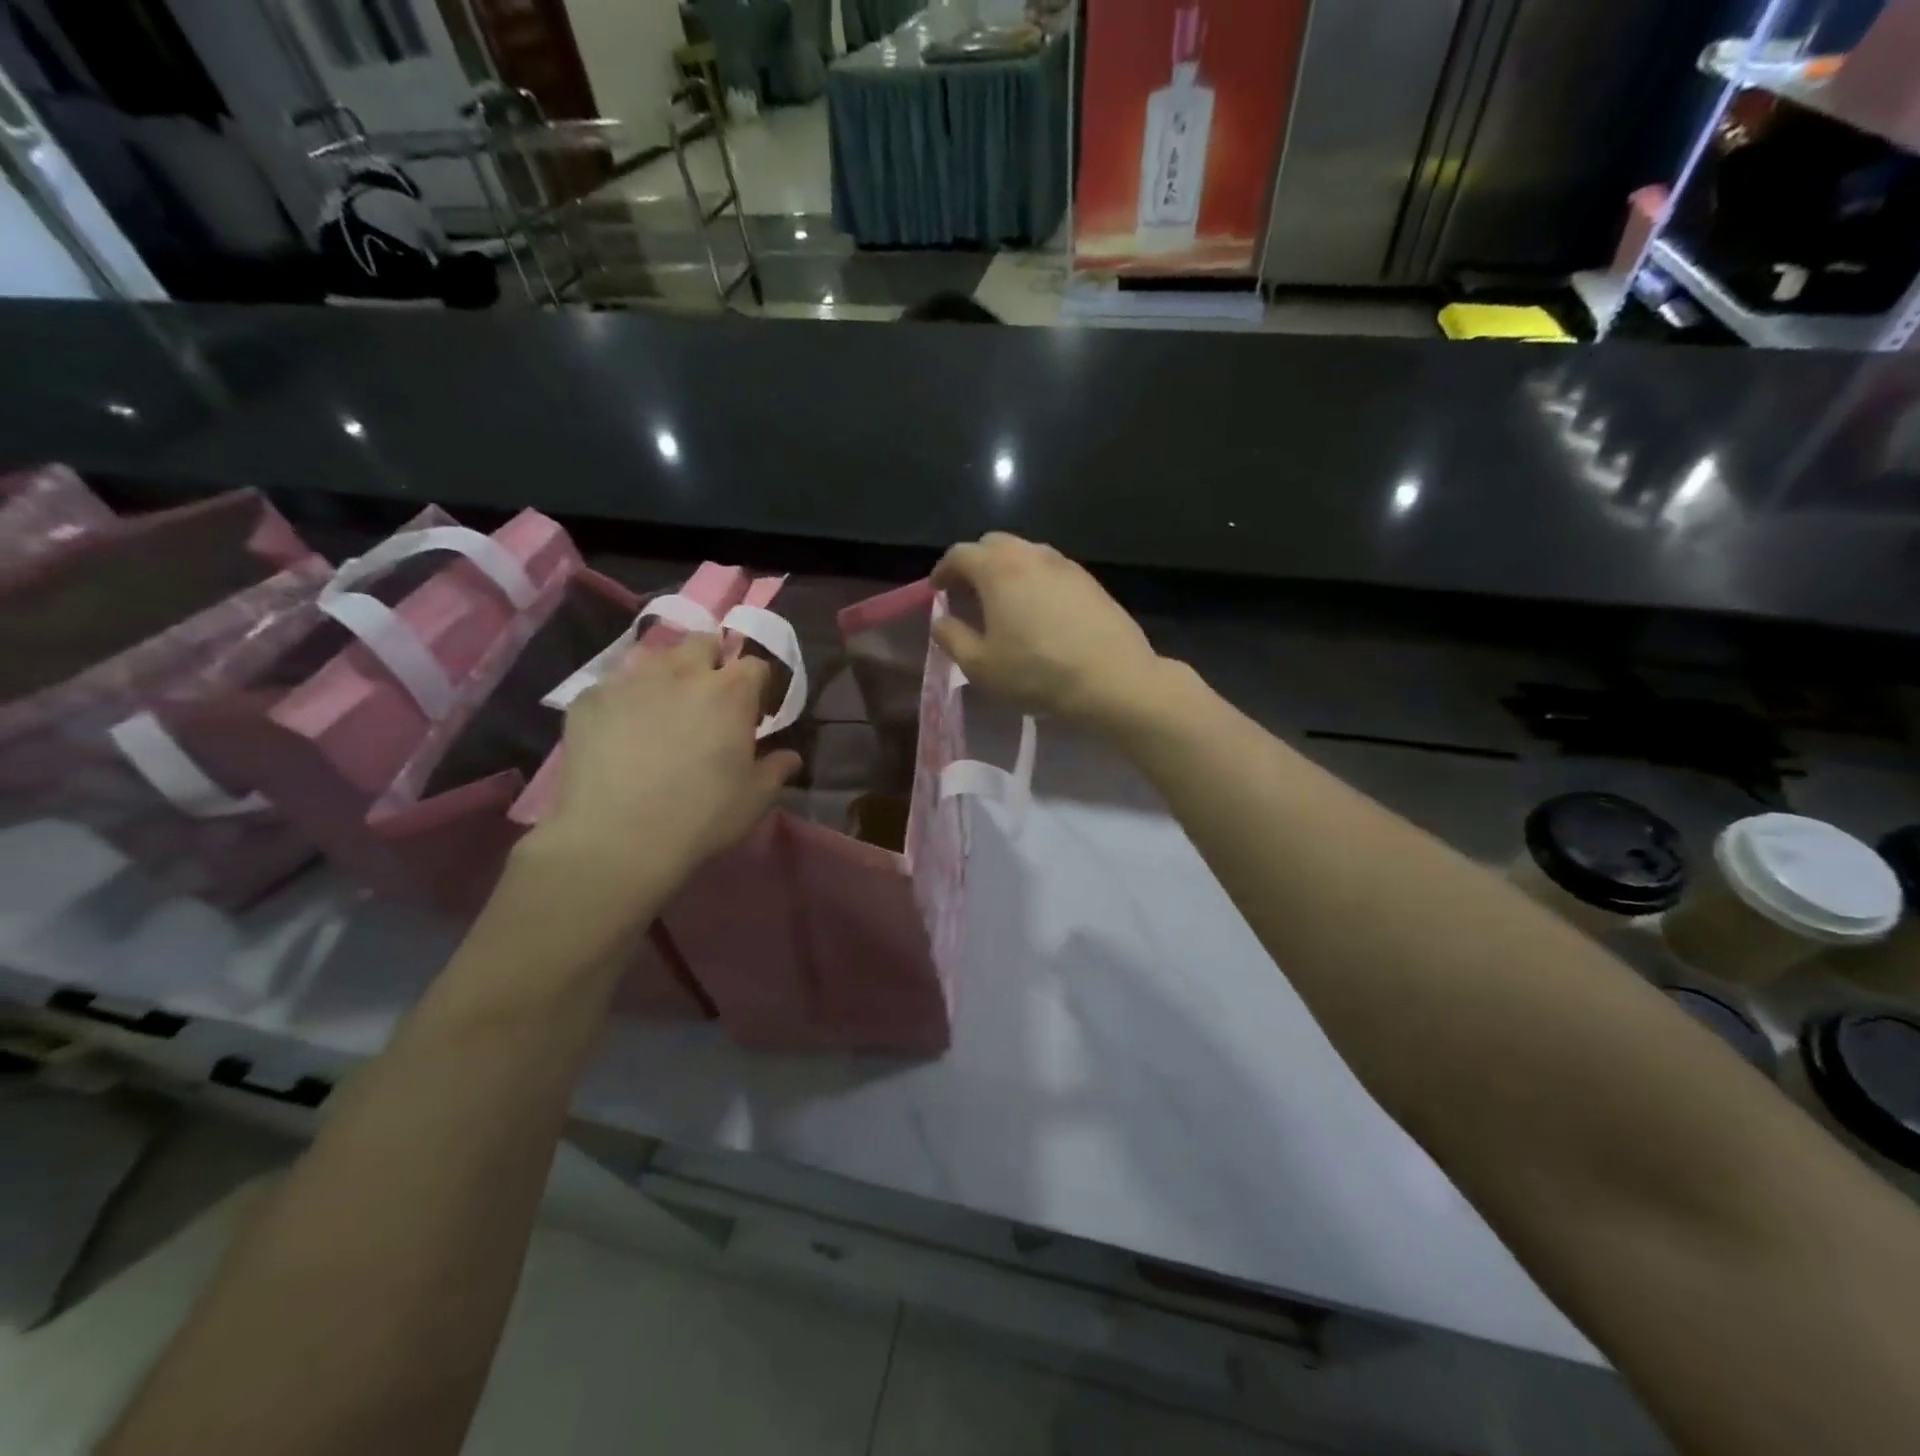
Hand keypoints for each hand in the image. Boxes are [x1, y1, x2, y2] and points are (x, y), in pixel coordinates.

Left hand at [522, 635, 799, 913]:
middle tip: (709, 698)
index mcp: (730, 692)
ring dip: (666, 672)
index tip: (755, 709)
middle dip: (712, 661)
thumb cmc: (700, 817)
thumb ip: (776, 769)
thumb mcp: (755, 799)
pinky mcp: (589, 698)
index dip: (758, 685)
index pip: (755, 664)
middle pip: (703, 643)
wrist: (616, 839)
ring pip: (654, 656)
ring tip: (663, 706)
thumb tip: (790, 756)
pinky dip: (623, 699)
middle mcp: (682, 671)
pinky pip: (612, 685)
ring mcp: (630, 680)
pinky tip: (620, 730)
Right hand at [931, 533, 1166, 730]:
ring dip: (1006, 570)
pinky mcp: (1089, 580)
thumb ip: (952, 638)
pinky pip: (1051, 569)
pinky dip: (1034, 580)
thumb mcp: (981, 666)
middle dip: (974, 564)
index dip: (942, 571)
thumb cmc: (1036, 673)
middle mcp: (1031, 555)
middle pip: (993, 544)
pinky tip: (1038, 611)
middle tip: (968, 594)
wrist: (1112, 678)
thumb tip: (941, 621)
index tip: (937, 591)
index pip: (959, 554)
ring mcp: (1064, 564)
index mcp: (998, 569)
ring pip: (1025, 553)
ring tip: (1003, 602)